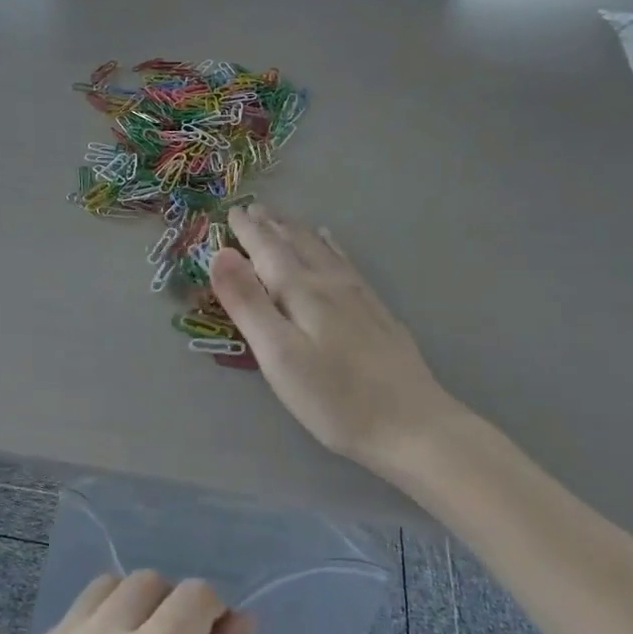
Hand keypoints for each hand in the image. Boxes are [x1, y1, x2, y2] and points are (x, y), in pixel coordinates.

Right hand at [209, 203, 464, 469]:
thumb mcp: (278, 354)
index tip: (232, 211)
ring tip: (284, 219)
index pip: (268, 250)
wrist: (412, 425)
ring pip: (322, 249)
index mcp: (301, 292)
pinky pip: (346, 262)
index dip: (248, 231)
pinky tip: (333, 246)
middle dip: (272, 225)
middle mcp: (330, 283)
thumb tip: (220, 254)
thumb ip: (248, 303)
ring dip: (298, 231)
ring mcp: (359, 296)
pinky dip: (331, 246)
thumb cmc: (333, 398)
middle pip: (296, 243)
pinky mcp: (377, 312)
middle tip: (253, 208)